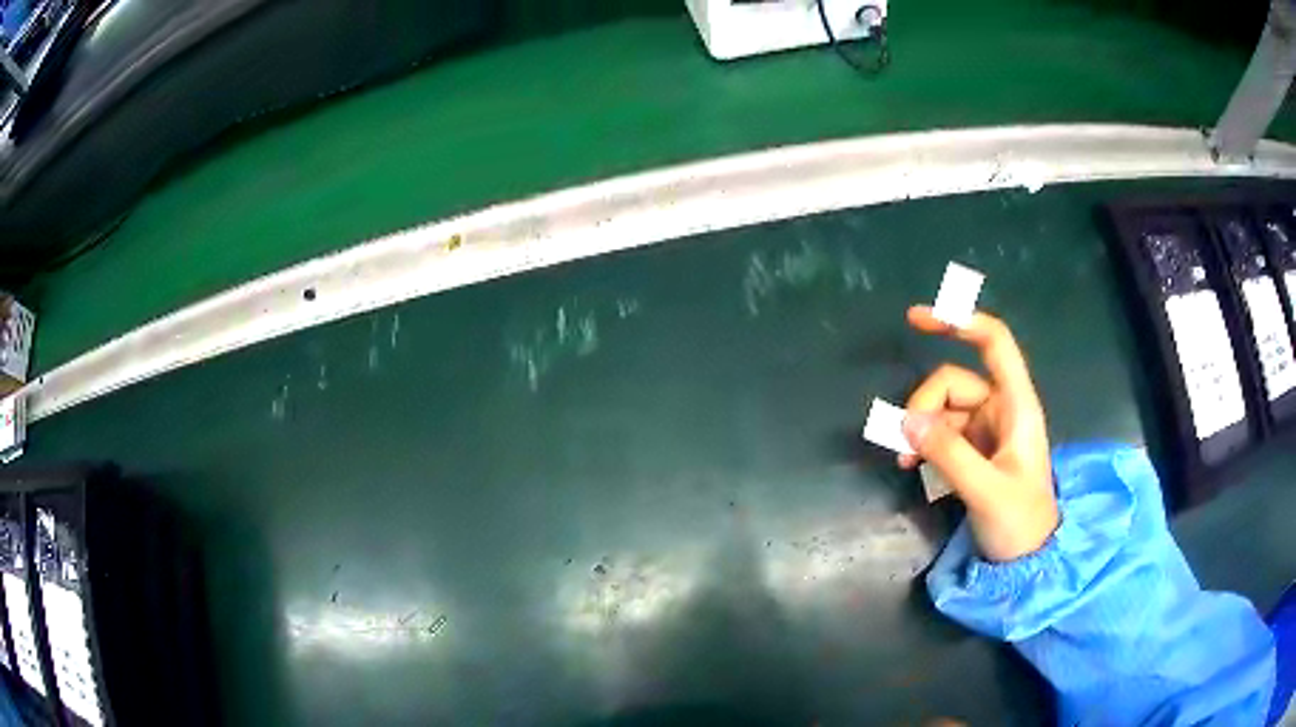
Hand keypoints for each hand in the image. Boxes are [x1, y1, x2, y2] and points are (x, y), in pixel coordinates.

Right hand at [898, 306, 1057, 561]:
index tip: (917, 318)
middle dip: (923, 406)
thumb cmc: (1019, 523)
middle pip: (953, 382)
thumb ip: (949, 454)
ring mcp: (986, 430)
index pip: (994, 343)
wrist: (1028, 561)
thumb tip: (906, 421)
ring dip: (918, 429)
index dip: (960, 321)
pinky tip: (910, 466)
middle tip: (903, 445)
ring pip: (942, 409)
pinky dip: (922, 444)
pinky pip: (940, 433)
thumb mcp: (986, 491)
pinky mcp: (973, 451)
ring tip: (903, 462)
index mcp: (1017, 406)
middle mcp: (1001, 409)